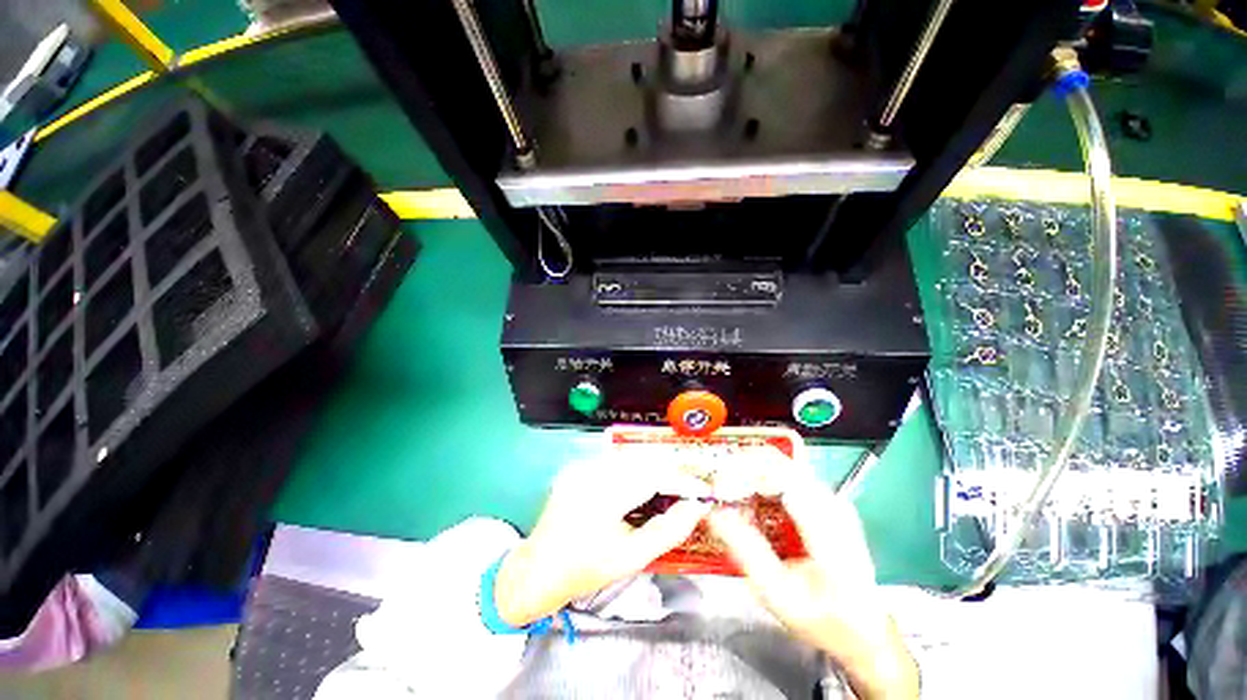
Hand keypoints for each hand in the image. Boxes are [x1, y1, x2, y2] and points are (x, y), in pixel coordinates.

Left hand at [494, 459, 711, 626]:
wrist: (537, 569)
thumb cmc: (585, 569)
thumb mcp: (631, 558)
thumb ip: (668, 530)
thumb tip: (696, 507)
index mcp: (602, 497)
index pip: (652, 475)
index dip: (681, 479)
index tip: (703, 489)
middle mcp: (590, 472)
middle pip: (642, 461)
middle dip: (670, 472)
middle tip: (689, 489)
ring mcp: (581, 466)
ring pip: (630, 458)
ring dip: (653, 469)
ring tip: (670, 489)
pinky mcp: (578, 466)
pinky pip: (615, 462)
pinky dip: (635, 471)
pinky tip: (641, 487)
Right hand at [708, 470, 918, 699]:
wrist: (864, 631)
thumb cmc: (824, 619)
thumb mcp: (779, 593)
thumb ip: (745, 549)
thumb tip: (713, 512)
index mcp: (828, 523)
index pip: (780, 474)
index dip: (743, 471)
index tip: (715, 485)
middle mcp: (830, 500)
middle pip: (777, 462)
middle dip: (739, 468)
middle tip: (713, 486)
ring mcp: (828, 497)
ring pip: (779, 465)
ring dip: (746, 473)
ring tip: (723, 491)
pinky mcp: (823, 500)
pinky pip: (784, 476)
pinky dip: (758, 480)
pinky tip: (744, 497)